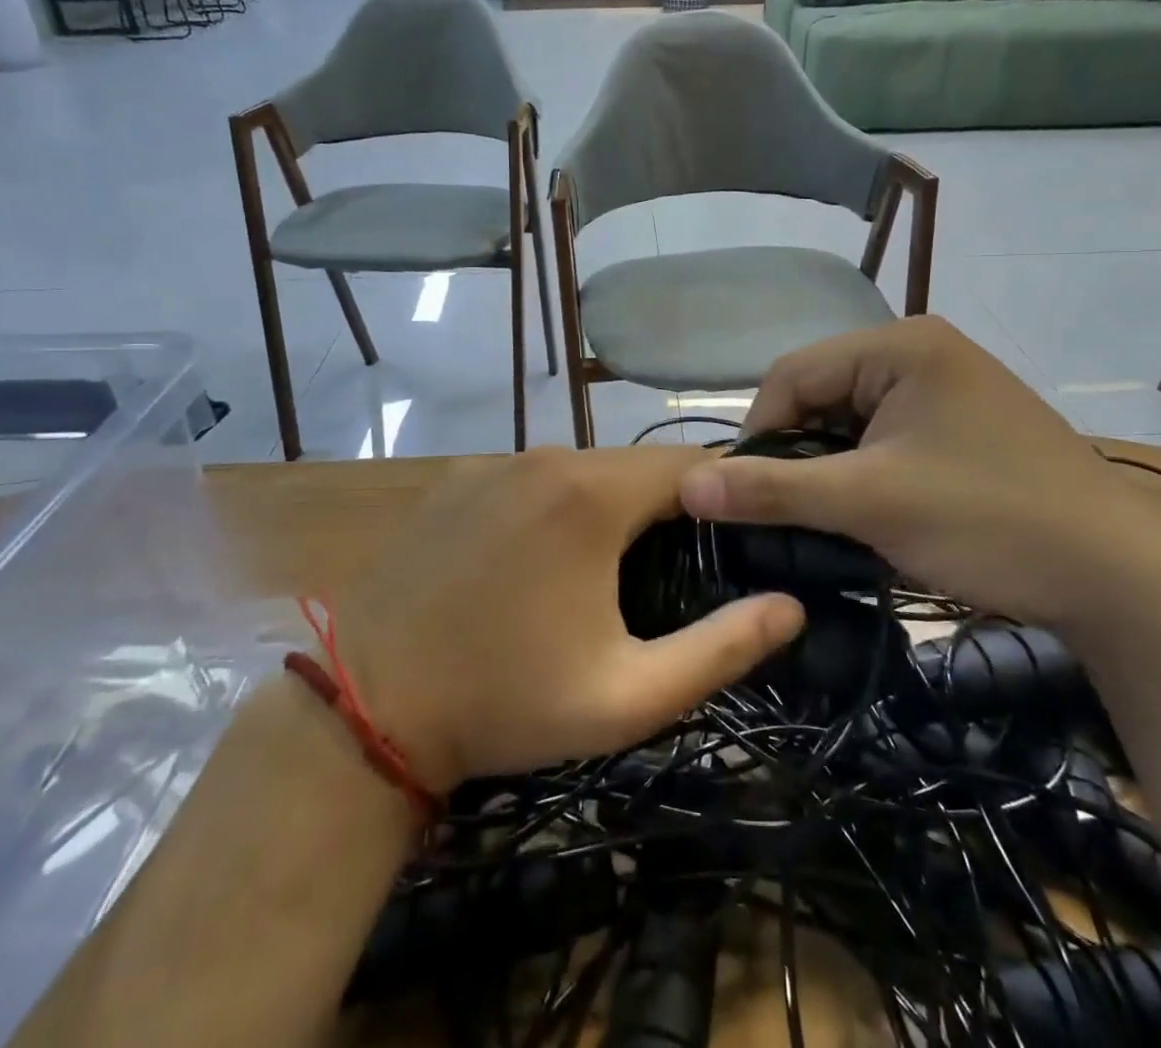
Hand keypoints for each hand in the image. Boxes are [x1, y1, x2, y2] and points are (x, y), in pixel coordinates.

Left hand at [327, 448, 805, 793]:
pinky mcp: (457, 480)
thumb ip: (722, 648)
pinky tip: (541, 561)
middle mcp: (545, 457)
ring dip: (610, 507)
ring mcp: (494, 463)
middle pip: (635, 467)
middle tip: (680, 568)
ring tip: (614, 569)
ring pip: (582, 470)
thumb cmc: (507, 700)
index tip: (741, 535)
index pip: (690, 465)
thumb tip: (791, 607)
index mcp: (593, 494)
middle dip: (668, 507)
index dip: (724, 495)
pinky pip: (532, 479)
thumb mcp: (628, 694)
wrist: (369, 704)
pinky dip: (556, 505)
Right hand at [678, 317, 1160, 639]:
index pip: (792, 374)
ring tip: (832, 519)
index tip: (749, 497)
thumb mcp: (869, 503)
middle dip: (798, 454)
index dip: (759, 434)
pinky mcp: (962, 424)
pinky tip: (870, 513)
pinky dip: (865, 473)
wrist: (1122, 579)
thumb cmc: (988, 521)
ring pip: (852, 420)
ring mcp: (947, 387)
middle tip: (792, 515)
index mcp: (900, 344)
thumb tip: (687, 485)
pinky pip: (887, 437)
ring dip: (831, 468)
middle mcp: (921, 351)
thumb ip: (773, 490)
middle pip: (822, 394)